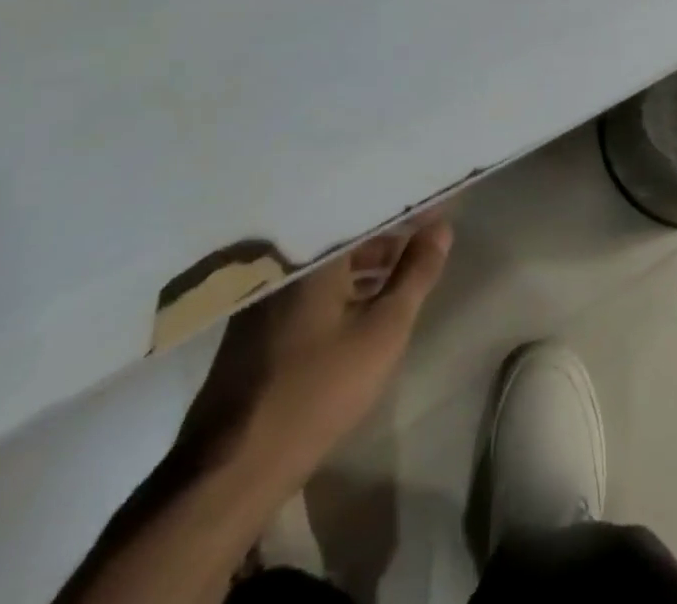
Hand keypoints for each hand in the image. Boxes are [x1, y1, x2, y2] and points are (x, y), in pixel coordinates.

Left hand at [186, 219, 452, 471]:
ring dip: (367, 263)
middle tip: (428, 239)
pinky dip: (342, 284)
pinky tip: (364, 301)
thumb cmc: (318, 390)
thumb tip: (442, 227)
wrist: (234, 467)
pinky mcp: (259, 320)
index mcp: (313, 252)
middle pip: (346, 233)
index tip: (439, 209)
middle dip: (389, 236)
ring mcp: (267, 290)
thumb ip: (415, 275)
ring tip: (405, 270)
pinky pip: (311, 284)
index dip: (406, 211)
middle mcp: (286, 260)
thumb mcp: (382, 331)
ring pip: (329, 261)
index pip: (369, 211)